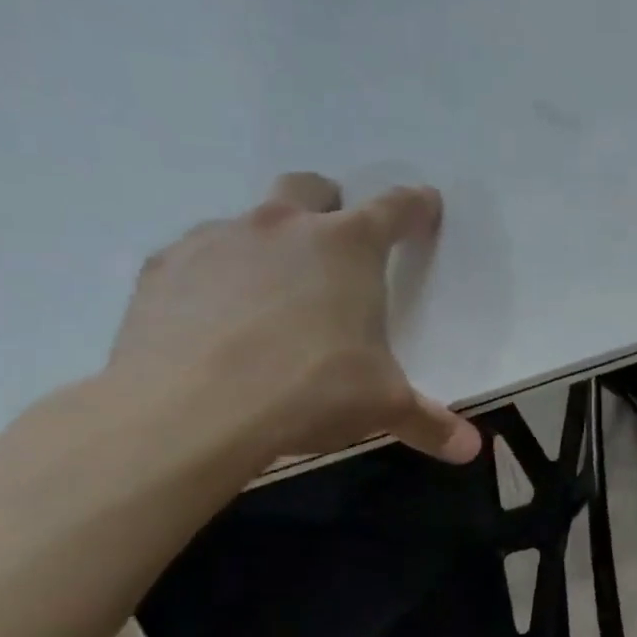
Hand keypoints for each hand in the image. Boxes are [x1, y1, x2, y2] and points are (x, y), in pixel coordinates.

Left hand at [108, 172, 482, 464]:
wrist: (186, 411)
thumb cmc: (309, 390)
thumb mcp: (382, 406)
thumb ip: (429, 421)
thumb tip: (472, 449)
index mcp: (349, 246)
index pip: (395, 209)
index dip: (415, 205)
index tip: (425, 204)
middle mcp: (284, 228)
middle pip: (310, 187)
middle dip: (327, 205)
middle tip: (335, 246)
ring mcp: (218, 241)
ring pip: (249, 219)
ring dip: (268, 243)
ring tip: (272, 294)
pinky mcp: (164, 268)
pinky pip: (198, 255)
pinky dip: (214, 275)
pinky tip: (217, 317)